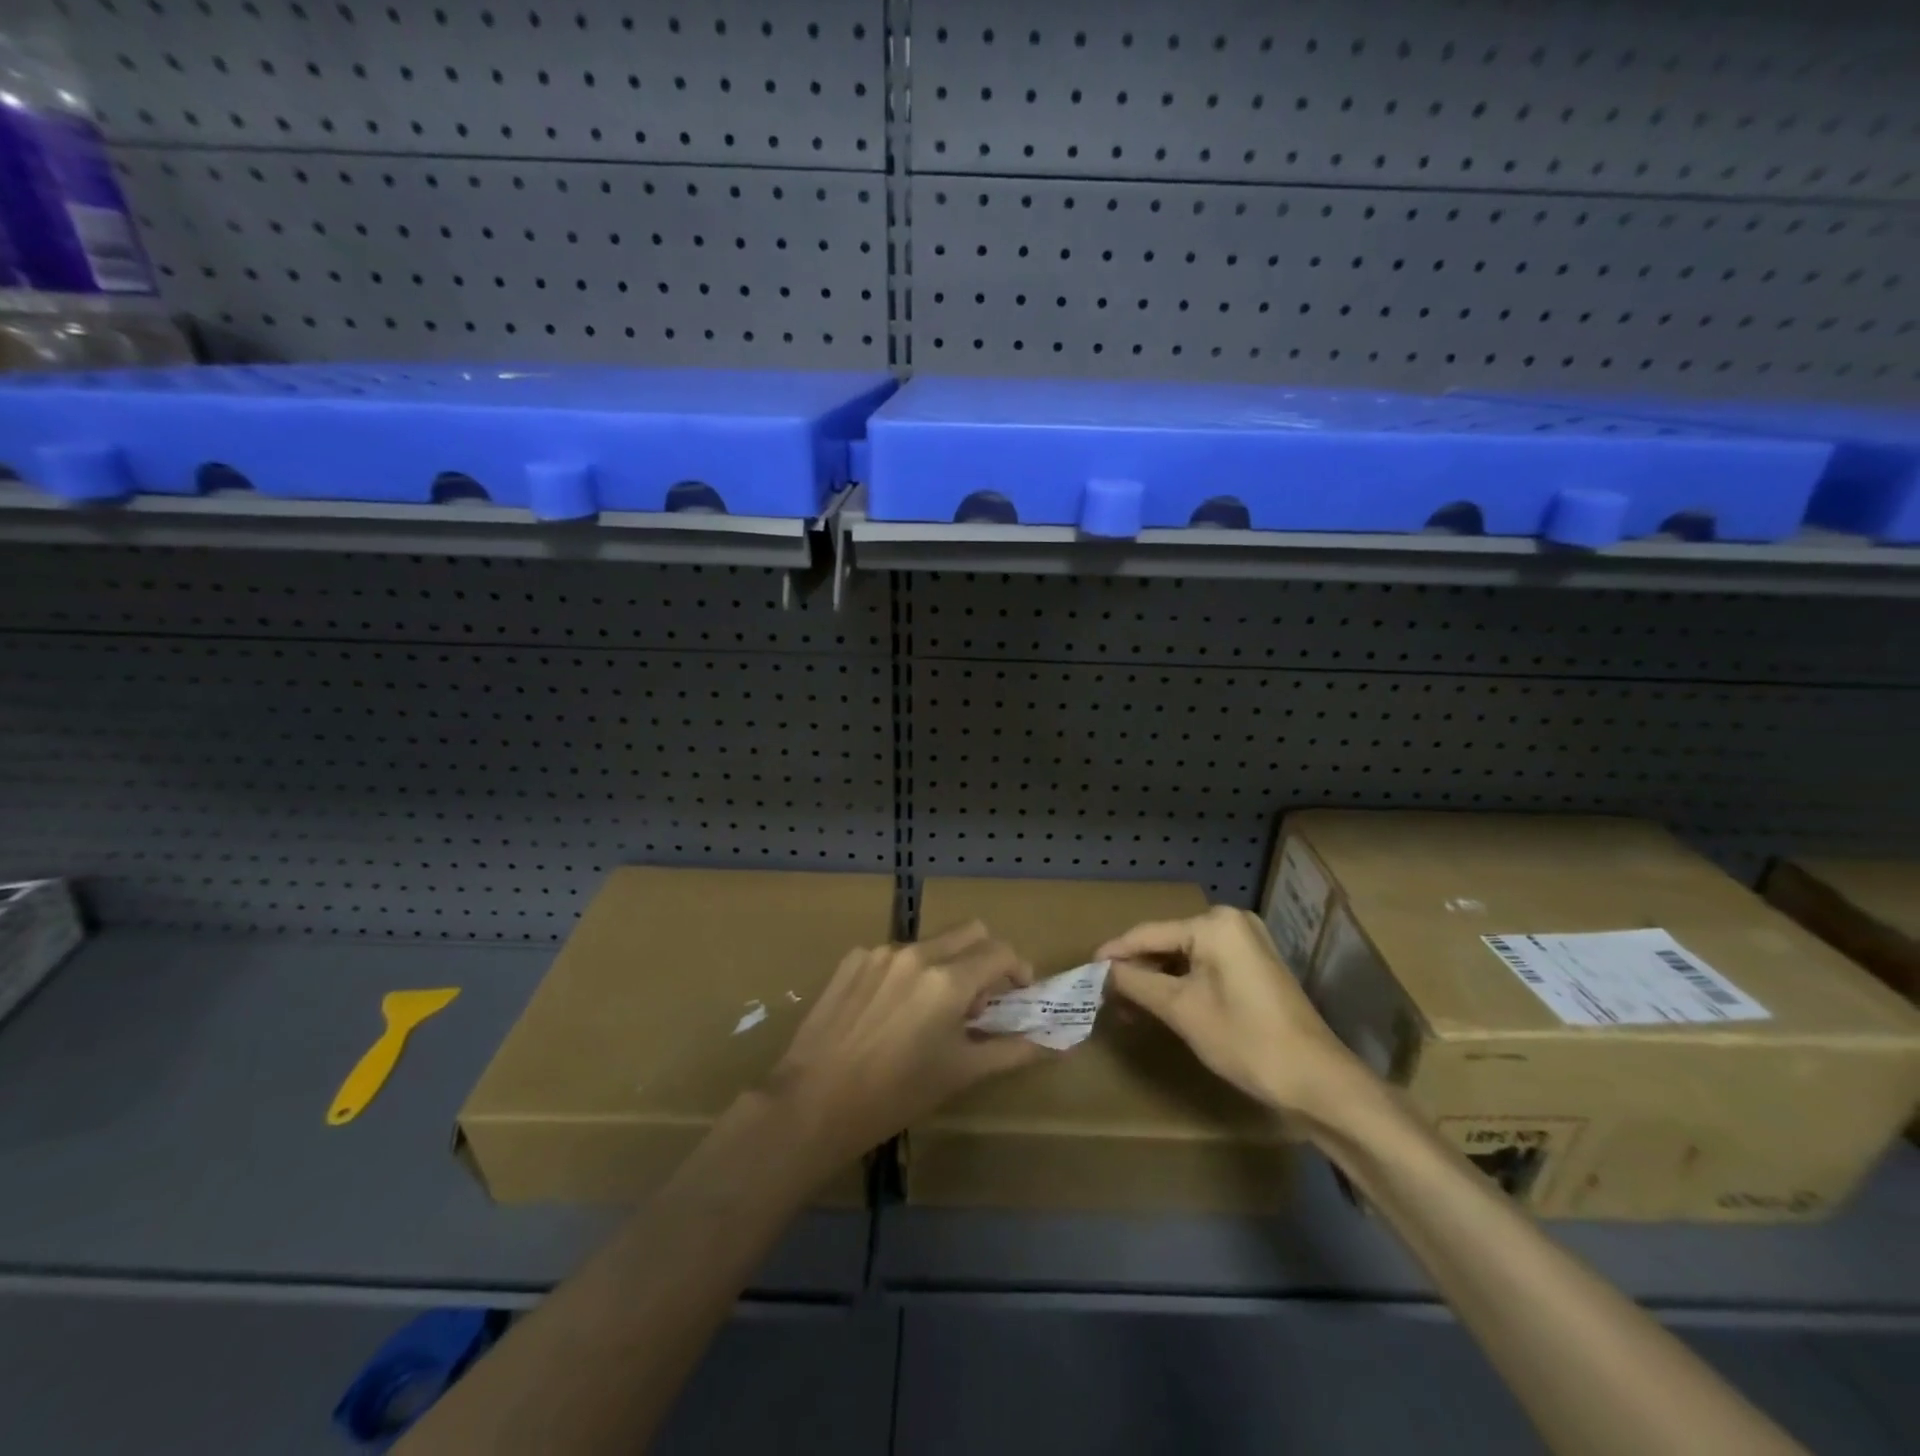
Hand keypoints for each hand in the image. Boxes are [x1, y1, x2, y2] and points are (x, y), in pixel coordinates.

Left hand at [763, 921, 1049, 1165]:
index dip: (1019, 970)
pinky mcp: (852, 959)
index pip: (1001, 952)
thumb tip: (1055, 1044)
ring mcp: (880, 952)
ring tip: (932, 1012)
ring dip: (946, 966)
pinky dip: (908, 973)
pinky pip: (895, 954)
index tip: (1019, 994)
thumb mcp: (960, 1073)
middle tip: (981, 997)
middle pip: (970, 931)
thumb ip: (1011, 1050)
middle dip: (986, 957)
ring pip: (932, 943)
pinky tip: (892, 1012)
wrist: (814, 1102)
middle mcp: (917, 953)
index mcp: (947, 980)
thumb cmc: (895, 1095)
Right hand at [1098, 906, 1369, 1117]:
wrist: (1316, 1080)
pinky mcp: (1256, 964)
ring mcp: (1248, 942)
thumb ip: (1138, 983)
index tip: (1086, 970)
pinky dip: (1183, 983)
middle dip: (1137, 969)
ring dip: (1158, 978)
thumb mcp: (1181, 1010)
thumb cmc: (1245, 1039)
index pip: (1149, 933)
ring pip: (1186, 955)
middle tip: (1107, 994)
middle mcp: (1232, 922)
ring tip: (1130, 1005)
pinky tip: (1162, 1004)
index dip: (1115, 952)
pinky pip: (1206, 965)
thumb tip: (1104, 971)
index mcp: (1215, 924)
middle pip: (1168, 942)